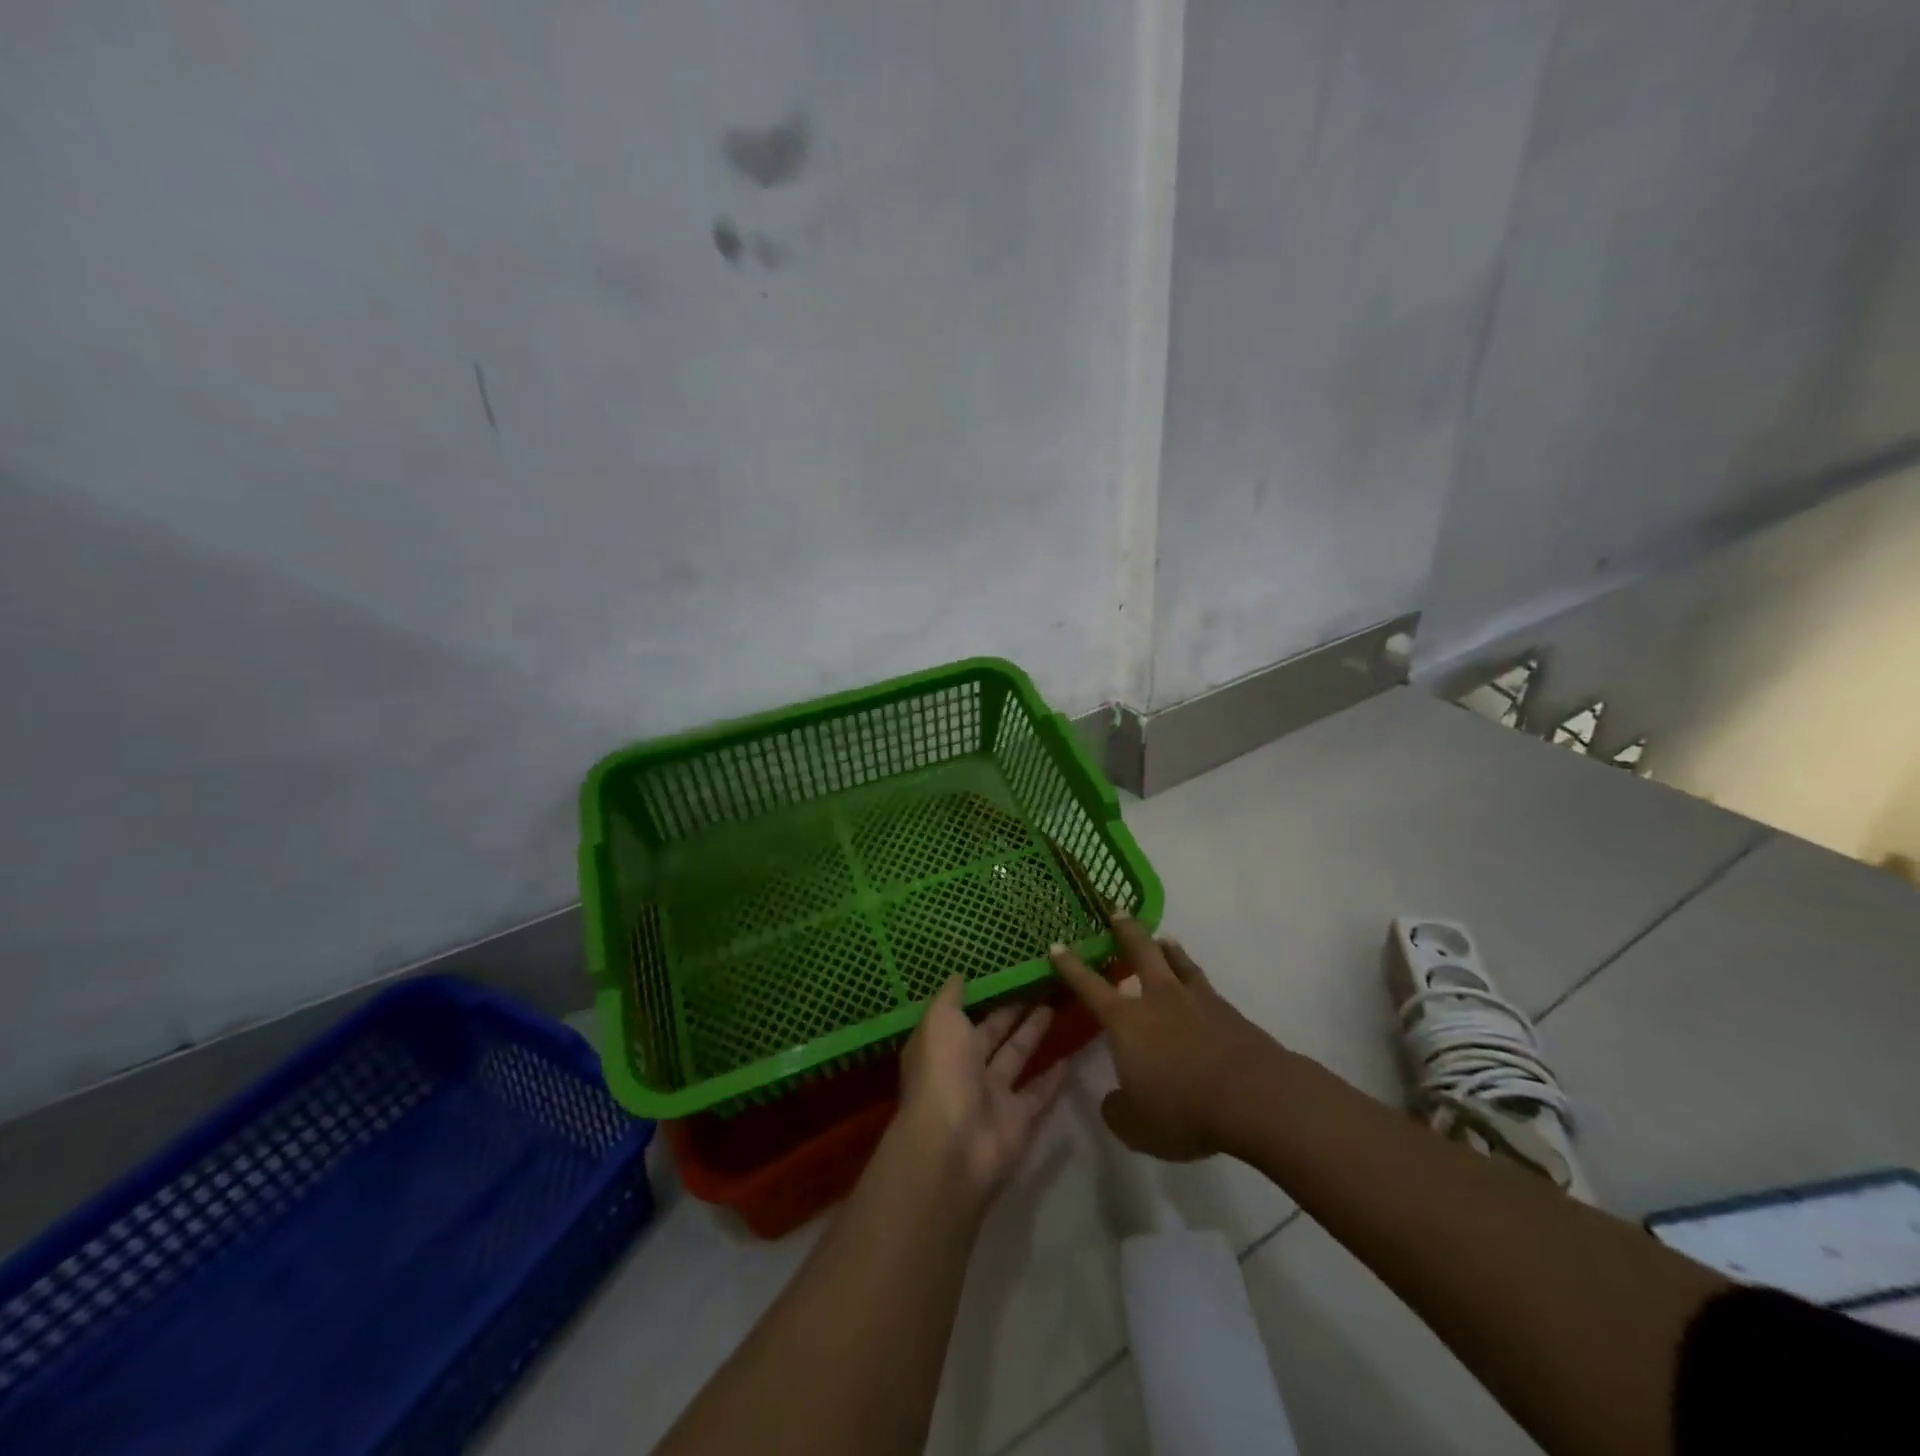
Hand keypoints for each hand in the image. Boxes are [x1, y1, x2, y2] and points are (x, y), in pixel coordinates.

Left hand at [896, 976, 1070, 1200]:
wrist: (954, 1146)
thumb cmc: (942, 1073)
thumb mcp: (939, 1022)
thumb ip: (950, 998)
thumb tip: (959, 976)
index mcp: (942, 1046)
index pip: (964, 1016)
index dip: (984, 996)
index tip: (1007, 972)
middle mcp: (965, 1069)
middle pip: (993, 1034)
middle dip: (1012, 1012)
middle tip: (1039, 985)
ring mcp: (993, 1096)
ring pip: (1017, 1057)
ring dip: (1033, 1035)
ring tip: (1054, 1007)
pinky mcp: (1019, 1119)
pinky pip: (1039, 1093)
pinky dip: (1054, 1077)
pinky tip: (1070, 1056)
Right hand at [1051, 920, 1282, 1160]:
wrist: (1254, 1096)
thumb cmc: (1184, 1108)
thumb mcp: (1137, 1126)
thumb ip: (1118, 1110)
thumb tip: (1114, 1100)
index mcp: (1126, 1021)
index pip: (1090, 986)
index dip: (1070, 966)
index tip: (1057, 944)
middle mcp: (1158, 999)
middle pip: (1140, 951)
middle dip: (1125, 930)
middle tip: (1117, 910)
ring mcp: (1196, 1000)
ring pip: (1177, 961)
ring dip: (1166, 947)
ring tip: (1163, 938)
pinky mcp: (1227, 1011)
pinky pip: (1203, 983)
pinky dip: (1193, 974)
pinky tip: (1197, 981)